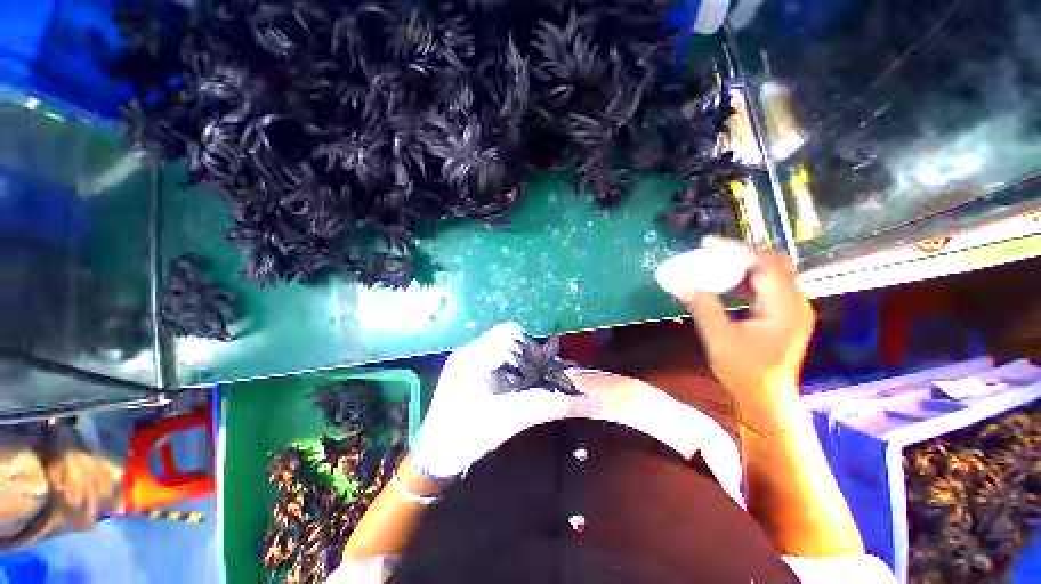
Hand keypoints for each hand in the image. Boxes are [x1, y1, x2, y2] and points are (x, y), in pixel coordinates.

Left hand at [409, 322, 581, 479]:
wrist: (435, 457)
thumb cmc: (466, 438)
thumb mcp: (509, 420)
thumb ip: (546, 405)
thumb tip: (583, 398)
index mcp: (473, 357)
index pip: (510, 332)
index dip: (531, 348)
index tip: (542, 370)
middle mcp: (468, 351)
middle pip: (507, 336)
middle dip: (527, 353)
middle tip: (537, 377)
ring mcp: (465, 359)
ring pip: (502, 345)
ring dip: (519, 359)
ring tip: (526, 382)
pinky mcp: (466, 369)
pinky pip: (494, 356)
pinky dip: (509, 366)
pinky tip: (513, 386)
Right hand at [659, 237, 814, 432]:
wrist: (766, 397)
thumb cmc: (744, 371)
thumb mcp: (719, 338)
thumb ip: (703, 307)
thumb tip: (682, 283)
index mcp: (785, 308)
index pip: (765, 265)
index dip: (736, 250)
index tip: (707, 244)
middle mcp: (795, 303)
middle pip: (771, 264)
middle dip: (739, 253)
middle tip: (709, 251)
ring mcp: (792, 308)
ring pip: (770, 273)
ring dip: (742, 264)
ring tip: (715, 262)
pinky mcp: (784, 314)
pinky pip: (767, 285)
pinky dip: (745, 278)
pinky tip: (727, 281)